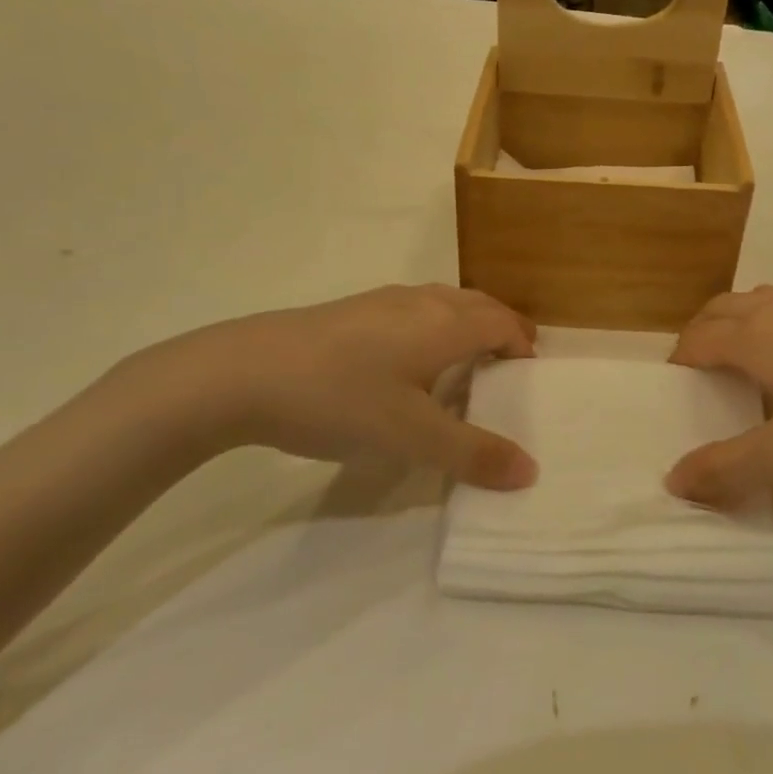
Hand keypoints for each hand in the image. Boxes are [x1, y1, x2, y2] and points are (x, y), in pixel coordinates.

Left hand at [121, 285, 538, 488]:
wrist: (242, 372)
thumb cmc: (340, 399)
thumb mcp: (411, 436)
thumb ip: (472, 454)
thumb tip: (530, 471)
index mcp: (444, 324)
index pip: (501, 322)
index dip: (522, 344)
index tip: (529, 374)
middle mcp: (419, 302)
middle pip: (476, 304)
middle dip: (499, 329)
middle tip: (508, 365)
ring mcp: (380, 302)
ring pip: (441, 303)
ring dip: (464, 325)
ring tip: (463, 363)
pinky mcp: (349, 312)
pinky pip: (411, 311)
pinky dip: (431, 328)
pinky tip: (405, 363)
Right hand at [665, 287, 772, 506]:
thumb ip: (727, 470)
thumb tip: (673, 481)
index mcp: (757, 336)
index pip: (696, 340)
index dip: (677, 366)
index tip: (675, 399)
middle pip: (720, 310)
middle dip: (699, 339)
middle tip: (701, 384)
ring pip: (759, 303)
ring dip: (737, 328)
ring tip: (747, 373)